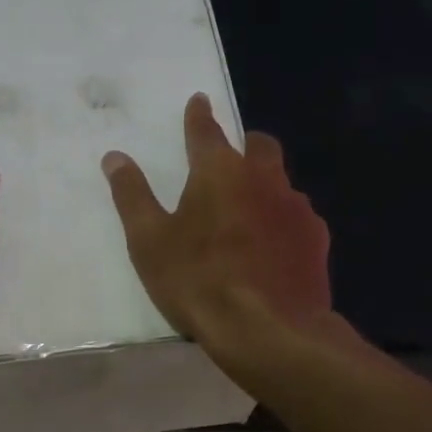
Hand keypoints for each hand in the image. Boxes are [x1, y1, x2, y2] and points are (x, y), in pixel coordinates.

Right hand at [102, 93, 331, 344]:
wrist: (268, 330)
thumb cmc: (199, 281)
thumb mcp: (150, 241)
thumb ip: (132, 196)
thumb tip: (114, 157)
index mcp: (220, 171)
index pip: (206, 130)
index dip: (198, 115)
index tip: (198, 101)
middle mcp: (264, 178)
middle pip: (259, 146)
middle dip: (244, 144)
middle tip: (229, 159)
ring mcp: (296, 208)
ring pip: (281, 182)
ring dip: (264, 186)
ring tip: (248, 213)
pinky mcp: (316, 239)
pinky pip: (297, 217)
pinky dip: (281, 221)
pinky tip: (272, 247)